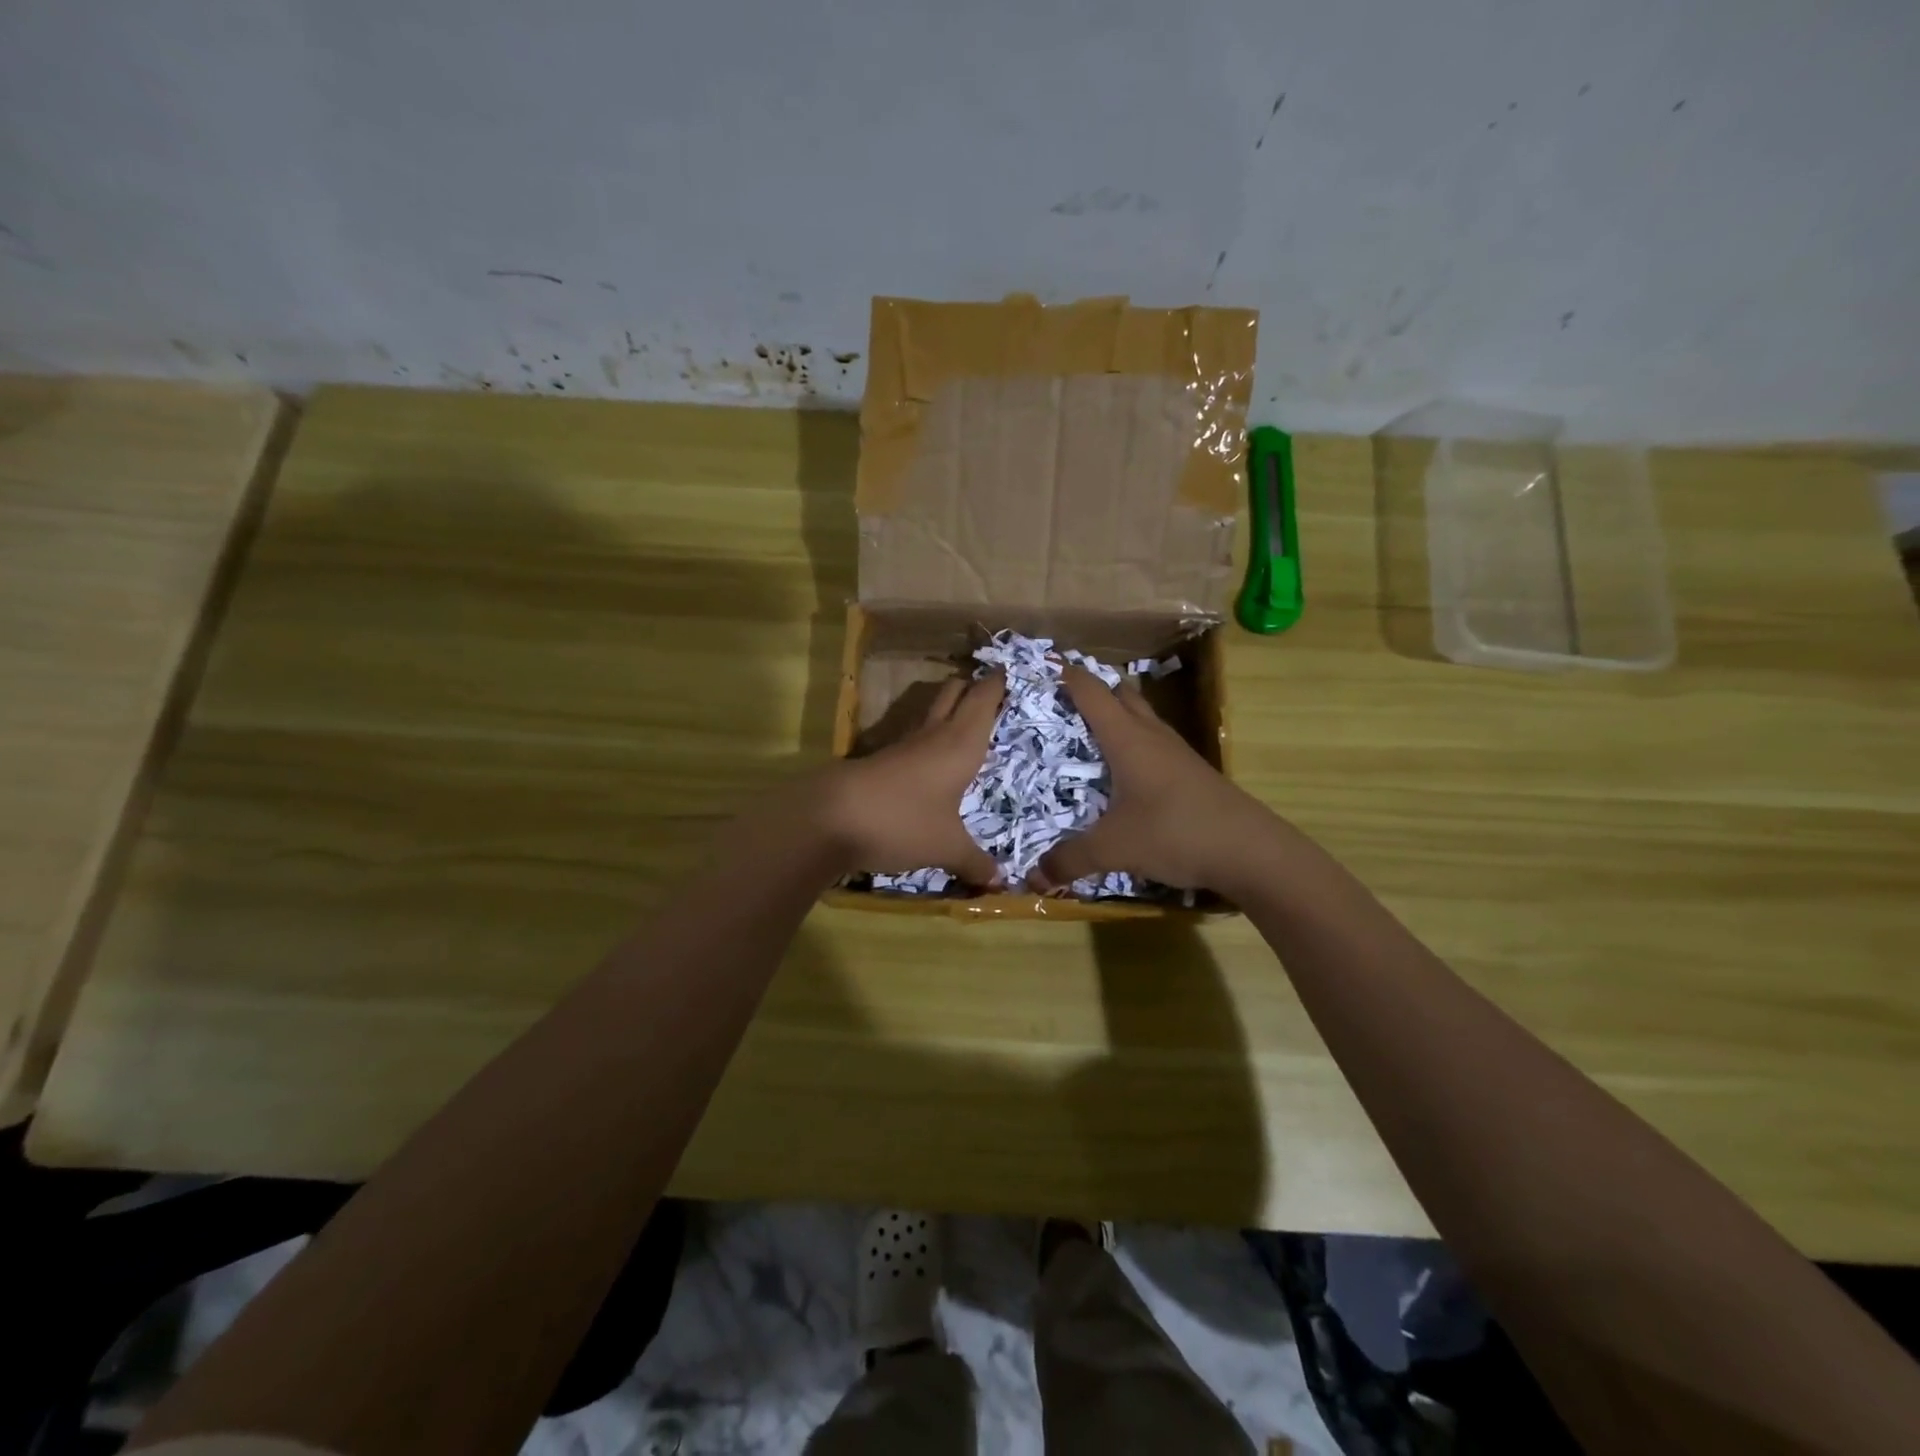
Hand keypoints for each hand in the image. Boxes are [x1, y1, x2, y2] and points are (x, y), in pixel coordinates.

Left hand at [816, 672, 1005, 884]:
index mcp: (961, 743)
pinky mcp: (882, 761)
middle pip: (954, 693)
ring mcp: (904, 745)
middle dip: (972, 688)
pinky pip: (915, 740)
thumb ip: (974, 862)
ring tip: (967, 724)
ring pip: (932, 714)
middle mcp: (934, 735)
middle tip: (991, 693)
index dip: (997, 683)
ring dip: (949, 711)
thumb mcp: (946, 847)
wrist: (832, 818)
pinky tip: (933, 760)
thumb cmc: (904, 821)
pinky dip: (930, 740)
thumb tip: (999, 882)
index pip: (983, 698)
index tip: (1009, 671)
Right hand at [1028, 666, 1272, 893]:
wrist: (1251, 850)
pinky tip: (1127, 773)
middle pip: (1123, 695)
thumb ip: (1070, 860)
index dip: (1069, 676)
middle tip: (1062, 703)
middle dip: (1094, 691)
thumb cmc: (1175, 833)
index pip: (1092, 692)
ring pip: (1143, 718)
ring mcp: (1177, 753)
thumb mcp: (1114, 849)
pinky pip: (1155, 744)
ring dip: (1118, 716)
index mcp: (1127, 739)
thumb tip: (1033, 879)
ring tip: (1089, 734)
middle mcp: (1152, 736)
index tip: (1045, 666)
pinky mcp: (1192, 773)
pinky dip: (1135, 745)